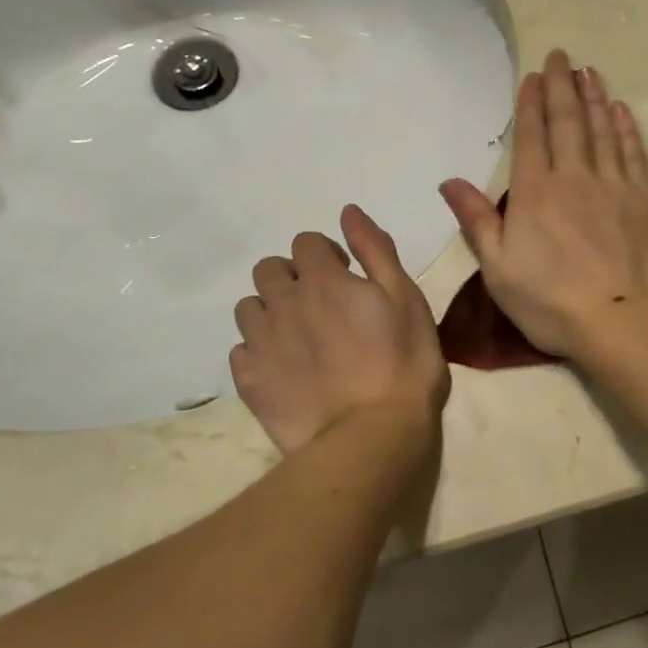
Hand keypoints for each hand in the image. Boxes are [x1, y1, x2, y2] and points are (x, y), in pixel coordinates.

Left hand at [230, 205, 449, 456]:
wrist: (372, 436)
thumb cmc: (404, 363)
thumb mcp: (406, 298)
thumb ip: (375, 250)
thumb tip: (348, 212)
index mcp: (323, 279)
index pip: (306, 242)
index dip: (326, 255)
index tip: (347, 277)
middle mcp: (283, 302)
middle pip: (269, 269)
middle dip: (292, 277)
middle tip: (322, 306)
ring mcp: (261, 343)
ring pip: (248, 307)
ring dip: (271, 311)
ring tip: (300, 337)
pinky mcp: (249, 380)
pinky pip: (241, 350)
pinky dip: (259, 351)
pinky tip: (285, 369)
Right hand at [440, 49, 647, 359]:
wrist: (621, 321)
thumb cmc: (551, 302)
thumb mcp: (499, 270)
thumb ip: (477, 221)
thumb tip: (449, 181)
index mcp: (535, 194)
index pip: (532, 137)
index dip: (531, 103)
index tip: (533, 75)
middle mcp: (574, 178)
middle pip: (567, 123)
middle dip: (561, 86)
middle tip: (561, 56)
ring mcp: (614, 186)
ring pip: (602, 130)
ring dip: (594, 98)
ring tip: (589, 72)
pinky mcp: (644, 200)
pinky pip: (633, 153)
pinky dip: (626, 128)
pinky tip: (621, 111)